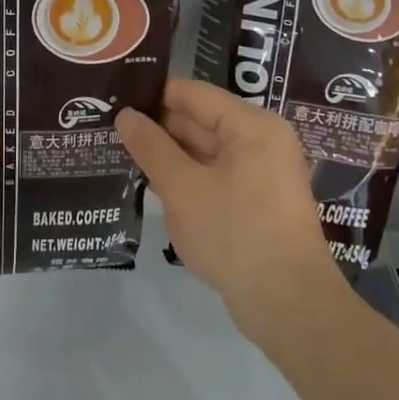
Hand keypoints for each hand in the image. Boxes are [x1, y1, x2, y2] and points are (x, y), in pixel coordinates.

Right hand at [117, 80, 342, 335]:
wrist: (288, 305)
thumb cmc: (234, 234)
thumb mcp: (182, 188)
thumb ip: (151, 147)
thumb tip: (125, 114)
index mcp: (251, 126)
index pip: (193, 94)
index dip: (152, 96)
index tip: (114, 101)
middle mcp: (261, 141)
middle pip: (200, 120)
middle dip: (158, 127)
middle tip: (111, 129)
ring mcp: (261, 173)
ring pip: (204, 151)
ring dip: (169, 155)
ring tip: (121, 153)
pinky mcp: (256, 202)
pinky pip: (214, 176)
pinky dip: (186, 178)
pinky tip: (152, 185)